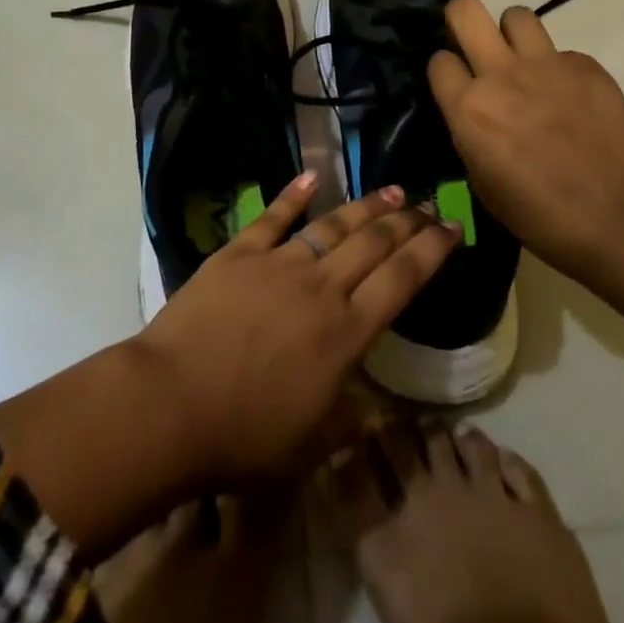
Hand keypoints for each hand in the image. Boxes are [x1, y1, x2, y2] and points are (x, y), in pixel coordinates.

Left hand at [136, 173, 459, 487]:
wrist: (171, 403)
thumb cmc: (244, 435)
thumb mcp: (311, 446)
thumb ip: (349, 421)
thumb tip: (375, 408)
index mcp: (346, 333)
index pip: (402, 280)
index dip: (432, 251)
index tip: (452, 227)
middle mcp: (321, 287)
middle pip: (373, 243)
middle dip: (405, 221)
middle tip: (426, 203)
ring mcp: (279, 263)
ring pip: (332, 225)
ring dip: (364, 206)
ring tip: (390, 191)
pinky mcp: (239, 252)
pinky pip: (273, 216)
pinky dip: (294, 193)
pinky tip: (311, 176)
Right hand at [427, 0, 623, 271]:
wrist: (620, 220)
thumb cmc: (541, 217)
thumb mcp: (482, 182)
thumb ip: (469, 133)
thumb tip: (473, 112)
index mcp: (469, 108)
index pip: (439, 60)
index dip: (446, 71)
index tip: (456, 84)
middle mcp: (501, 74)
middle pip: (465, 10)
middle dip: (462, 20)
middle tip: (474, 44)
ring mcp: (546, 65)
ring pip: (517, 16)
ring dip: (513, 36)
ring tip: (525, 64)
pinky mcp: (586, 66)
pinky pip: (562, 52)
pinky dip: (560, 70)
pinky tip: (572, 100)